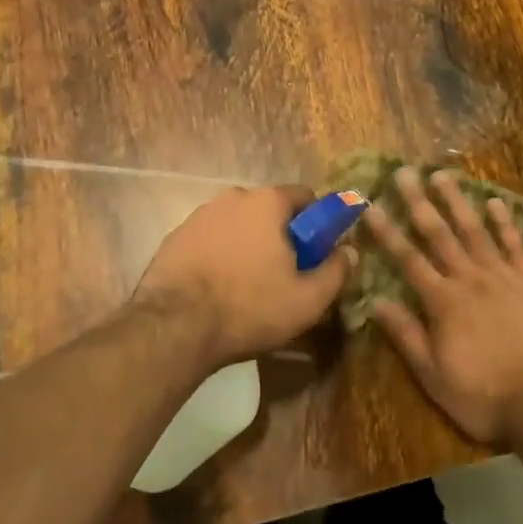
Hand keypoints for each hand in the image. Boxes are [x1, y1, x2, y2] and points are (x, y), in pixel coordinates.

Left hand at [134, 186, 354, 368]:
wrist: (174, 327)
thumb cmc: (249, 307)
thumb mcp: (307, 299)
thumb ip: (336, 271)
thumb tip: (349, 251)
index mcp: (267, 202)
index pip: (305, 197)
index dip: (316, 225)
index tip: (316, 255)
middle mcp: (233, 197)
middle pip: (269, 211)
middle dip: (280, 236)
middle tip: (284, 275)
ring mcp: (199, 215)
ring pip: (237, 225)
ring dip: (247, 245)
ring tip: (247, 287)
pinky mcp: (175, 237)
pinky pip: (210, 240)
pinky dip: (218, 256)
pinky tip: (217, 289)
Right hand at [366, 168, 522, 444]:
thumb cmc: (485, 398)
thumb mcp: (435, 377)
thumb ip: (406, 336)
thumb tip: (375, 302)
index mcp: (443, 303)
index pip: (407, 259)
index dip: (387, 232)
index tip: (370, 205)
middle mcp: (470, 279)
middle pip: (439, 234)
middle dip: (419, 202)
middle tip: (405, 172)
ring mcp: (503, 277)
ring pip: (475, 231)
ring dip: (457, 201)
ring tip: (442, 175)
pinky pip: (516, 245)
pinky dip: (505, 223)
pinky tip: (496, 202)